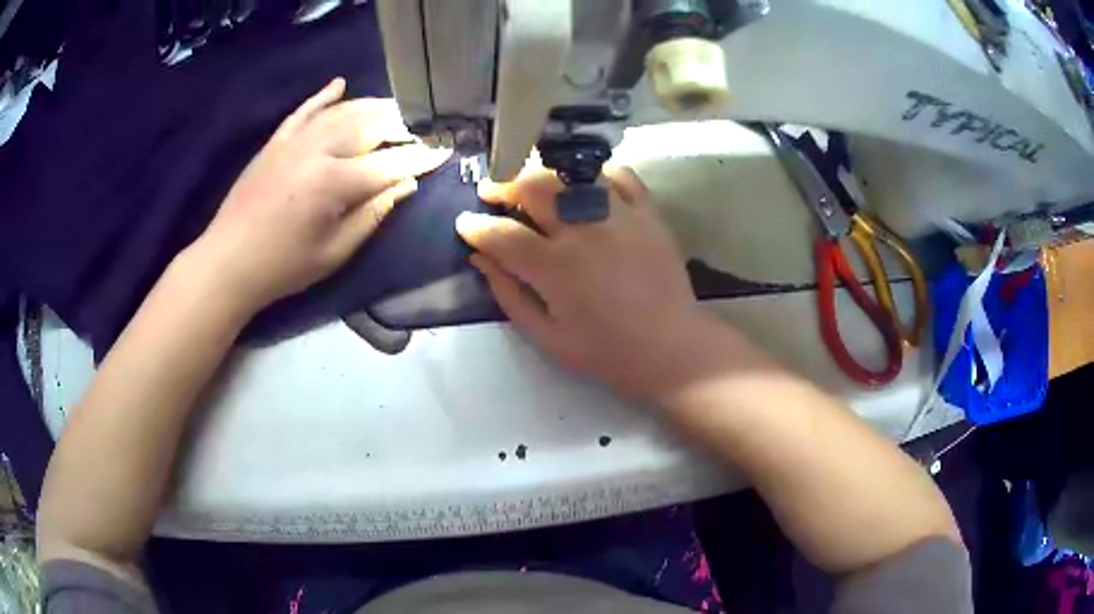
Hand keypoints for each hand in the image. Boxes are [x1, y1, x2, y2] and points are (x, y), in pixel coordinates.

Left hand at [191, 78, 449, 312]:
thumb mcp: (334, 253)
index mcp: (333, 182)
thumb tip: (405, 185)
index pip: (389, 163)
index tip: (445, 152)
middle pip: (369, 124)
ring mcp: (293, 141)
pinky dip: (323, 97)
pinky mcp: (275, 142)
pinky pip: (304, 111)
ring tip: (395, 110)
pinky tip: (340, 85)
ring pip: (341, 111)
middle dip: (401, 126)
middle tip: (421, 132)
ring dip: (372, 107)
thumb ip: (372, 215)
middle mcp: (317, 150)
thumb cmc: (283, 268)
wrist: (227, 263)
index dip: (420, 159)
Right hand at [456, 165, 723, 401]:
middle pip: (533, 188)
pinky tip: (584, 185)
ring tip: (531, 185)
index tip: (464, 223)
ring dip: (542, 175)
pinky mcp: (647, 212)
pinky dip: (596, 173)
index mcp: (555, 267)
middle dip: (502, 185)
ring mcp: (619, 216)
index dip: (475, 226)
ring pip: (570, 175)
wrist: (670, 348)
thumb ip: (509, 294)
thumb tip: (480, 258)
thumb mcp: (547, 336)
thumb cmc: (605, 351)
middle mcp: (584, 231)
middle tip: (491, 192)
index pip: (501, 234)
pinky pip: (619, 175)